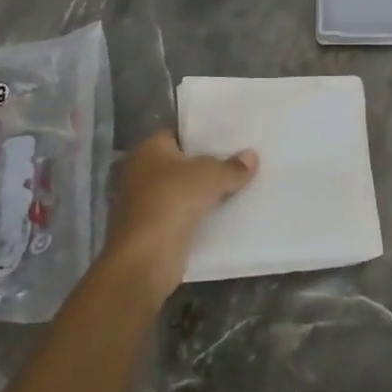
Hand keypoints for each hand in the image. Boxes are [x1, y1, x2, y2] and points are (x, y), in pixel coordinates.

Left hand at [106, 129, 257, 286]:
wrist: (145, 258)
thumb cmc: (172, 201)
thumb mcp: (210, 176)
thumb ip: (232, 166)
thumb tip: (251, 157)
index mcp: (148, 149)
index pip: (179, 133)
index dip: (203, 135)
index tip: (230, 138)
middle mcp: (140, 172)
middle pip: (181, 163)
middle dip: (206, 165)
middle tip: (240, 161)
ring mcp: (143, 203)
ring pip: (181, 191)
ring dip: (202, 193)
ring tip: (238, 187)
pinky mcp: (150, 230)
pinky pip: (180, 215)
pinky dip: (197, 216)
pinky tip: (224, 215)